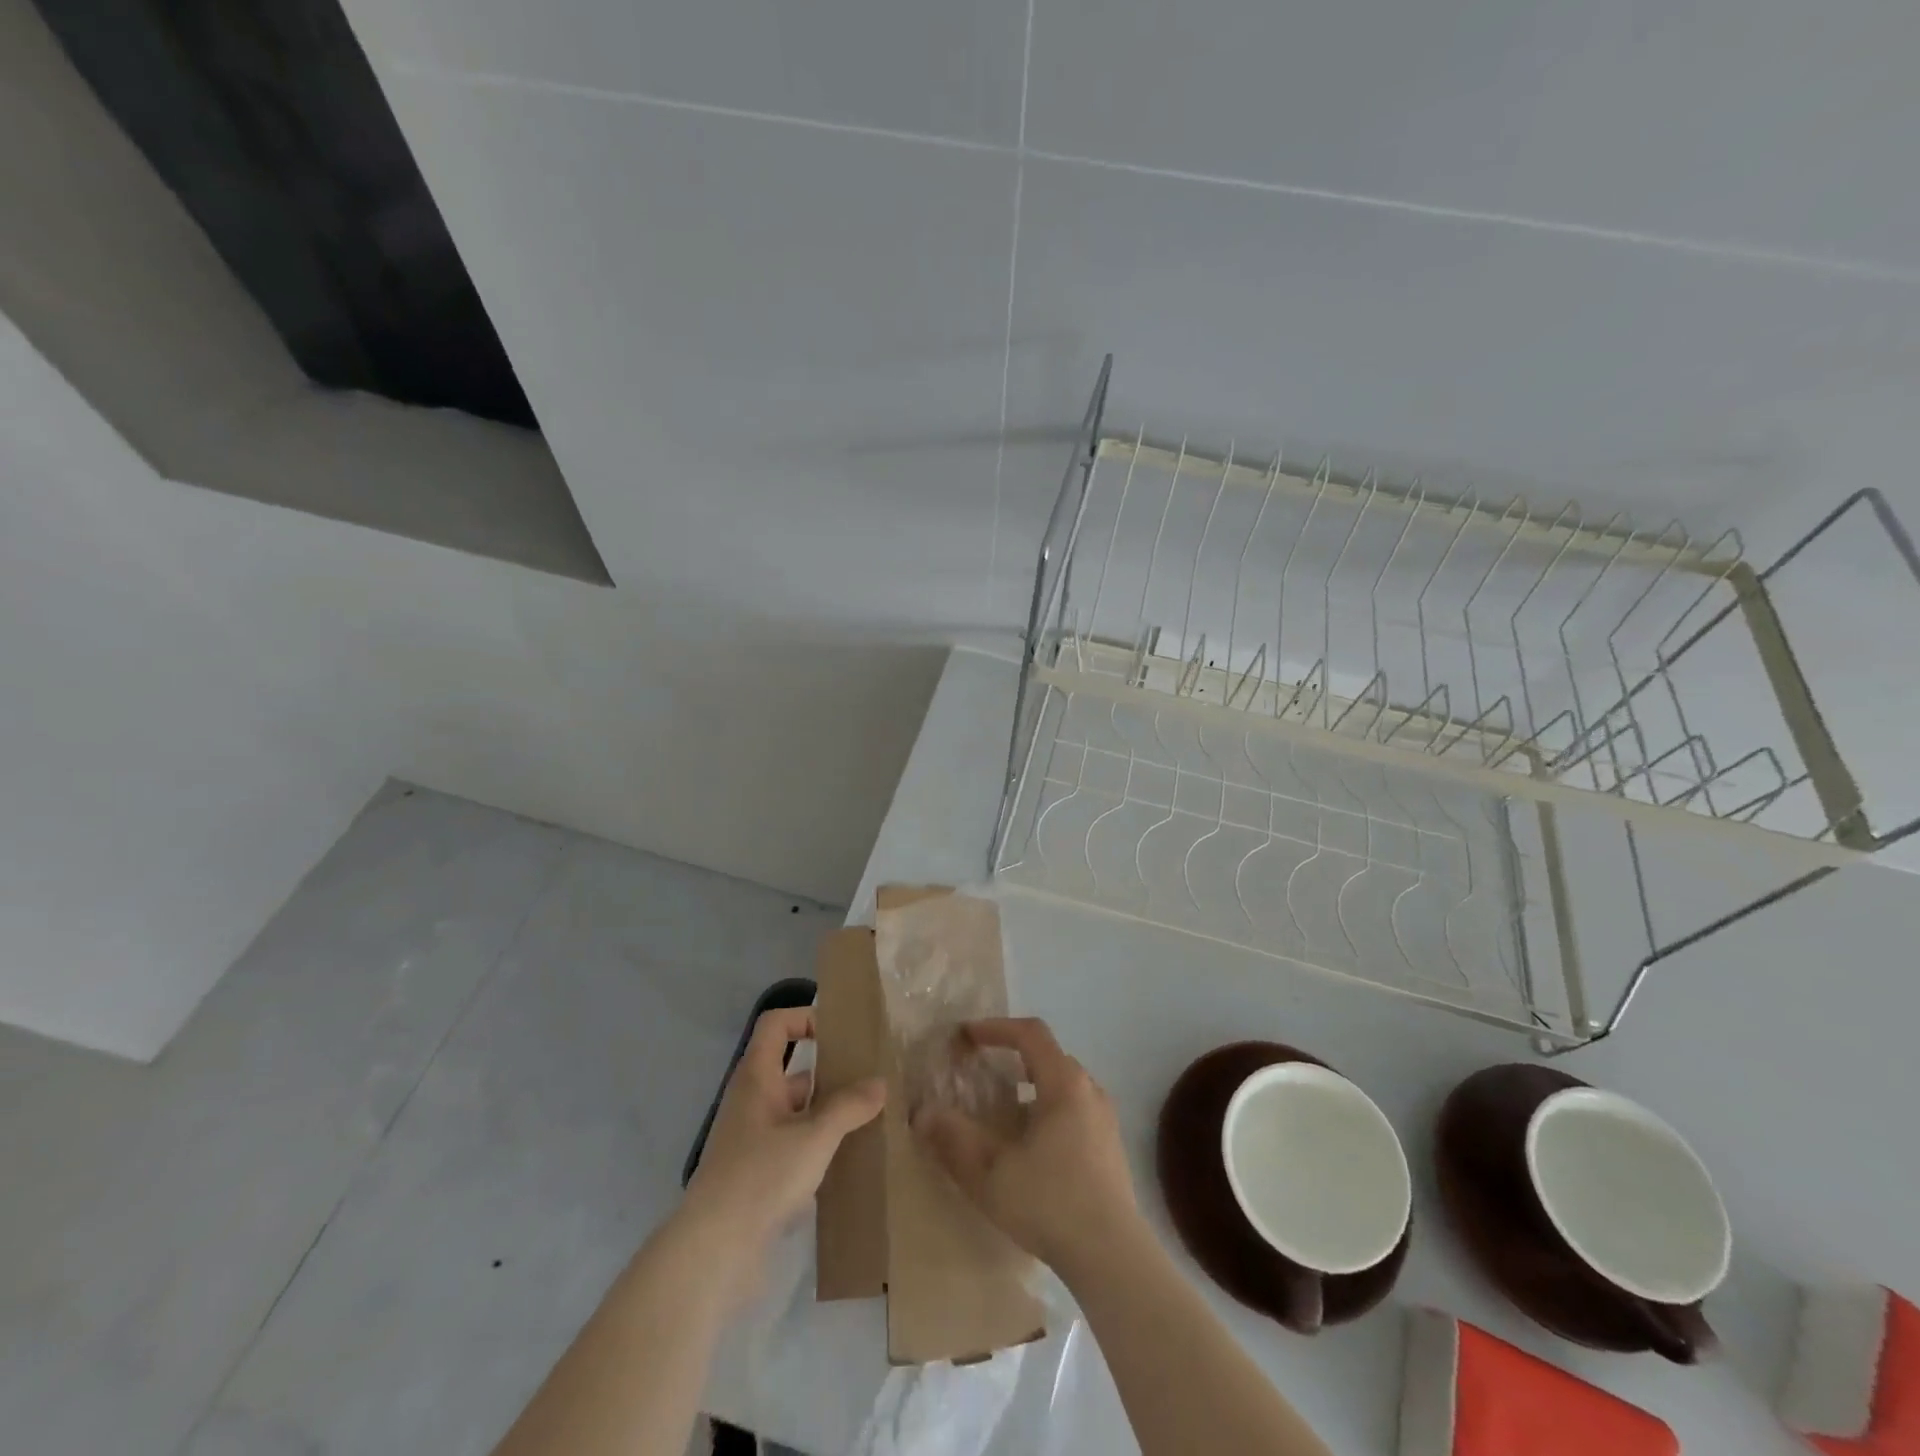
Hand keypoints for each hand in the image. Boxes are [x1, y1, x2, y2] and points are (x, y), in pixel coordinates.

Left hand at [681, 1007, 884, 1303]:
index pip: (776, 1024)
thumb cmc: (761, 1177)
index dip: (806, 1018)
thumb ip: (849, 1107)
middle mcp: (753, 1101)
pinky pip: (794, 1144)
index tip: (841, 1034)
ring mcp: (753, 1139)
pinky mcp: (758, 1174)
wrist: (713, 1253)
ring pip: (797, 1110)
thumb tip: (880, 1083)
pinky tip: (850, 1158)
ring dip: (828, 1112)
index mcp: (757, 1078)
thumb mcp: (814, 1136)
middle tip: (871, 1078)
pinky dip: (820, 1145)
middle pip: (792, 1069)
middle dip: (830, 1071)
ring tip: (871, 1118)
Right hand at [913, 1017, 1139, 1275]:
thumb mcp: (990, 1172)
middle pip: (1048, 1055)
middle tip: (980, 1070)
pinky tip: (1029, 1144)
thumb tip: (923, 1114)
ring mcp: (1105, 1119)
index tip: (966, 1036)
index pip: (1030, 1034)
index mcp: (1064, 1083)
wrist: (1113, 1258)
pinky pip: (1074, 1109)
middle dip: (1011, 1056)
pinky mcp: (1110, 1147)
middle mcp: (1089, 1091)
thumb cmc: (1050, 1203)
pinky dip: (1046, 1108)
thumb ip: (954, 1139)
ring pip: (1063, 1084)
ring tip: (1001, 1108)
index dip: (996, 1027)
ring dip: (1030, 1085)